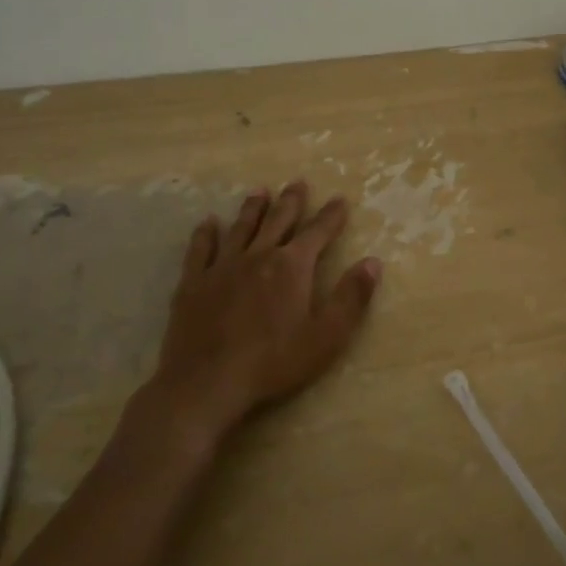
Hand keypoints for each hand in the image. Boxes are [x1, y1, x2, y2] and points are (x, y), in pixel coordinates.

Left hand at [149, 182, 381, 440]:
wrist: (207, 383)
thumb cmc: (273, 363)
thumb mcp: (326, 337)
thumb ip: (351, 298)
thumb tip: (373, 262)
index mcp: (292, 266)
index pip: (318, 232)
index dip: (331, 215)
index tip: (340, 200)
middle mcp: (258, 255)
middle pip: (278, 220)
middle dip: (291, 201)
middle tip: (298, 183)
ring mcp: (222, 266)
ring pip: (241, 228)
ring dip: (253, 208)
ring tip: (259, 191)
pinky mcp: (193, 283)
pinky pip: (200, 249)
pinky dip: (206, 234)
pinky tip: (207, 224)